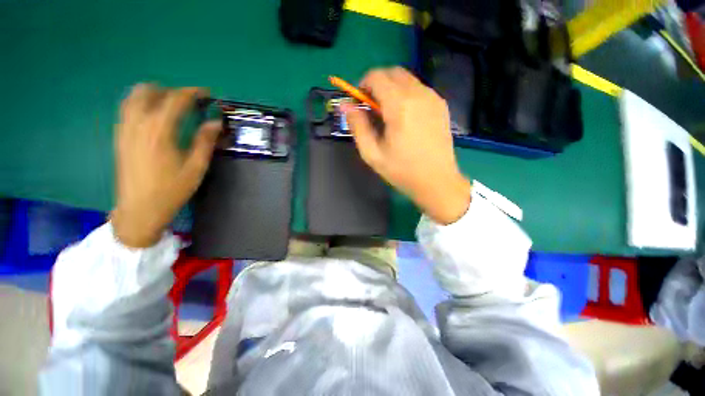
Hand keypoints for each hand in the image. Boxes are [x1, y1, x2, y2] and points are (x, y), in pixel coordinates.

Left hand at [111, 84, 220, 247]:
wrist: (139, 209)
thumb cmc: (171, 189)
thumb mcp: (196, 167)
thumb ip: (205, 141)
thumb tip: (216, 122)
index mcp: (159, 131)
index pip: (175, 100)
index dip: (192, 92)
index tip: (206, 93)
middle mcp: (138, 124)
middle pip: (149, 92)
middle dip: (170, 91)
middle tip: (188, 101)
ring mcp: (124, 130)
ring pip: (133, 98)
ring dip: (153, 94)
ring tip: (169, 103)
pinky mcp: (119, 137)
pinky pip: (127, 110)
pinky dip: (140, 104)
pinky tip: (152, 115)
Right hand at [344, 67, 470, 224]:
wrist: (438, 182)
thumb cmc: (402, 171)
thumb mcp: (372, 154)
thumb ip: (357, 126)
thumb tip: (345, 105)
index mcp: (400, 106)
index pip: (376, 76)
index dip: (362, 86)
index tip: (359, 104)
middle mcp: (419, 94)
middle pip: (392, 72)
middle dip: (377, 85)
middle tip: (372, 109)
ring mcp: (433, 98)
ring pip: (407, 79)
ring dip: (392, 89)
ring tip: (388, 116)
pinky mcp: (441, 105)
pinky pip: (419, 89)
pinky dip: (406, 95)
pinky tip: (405, 118)